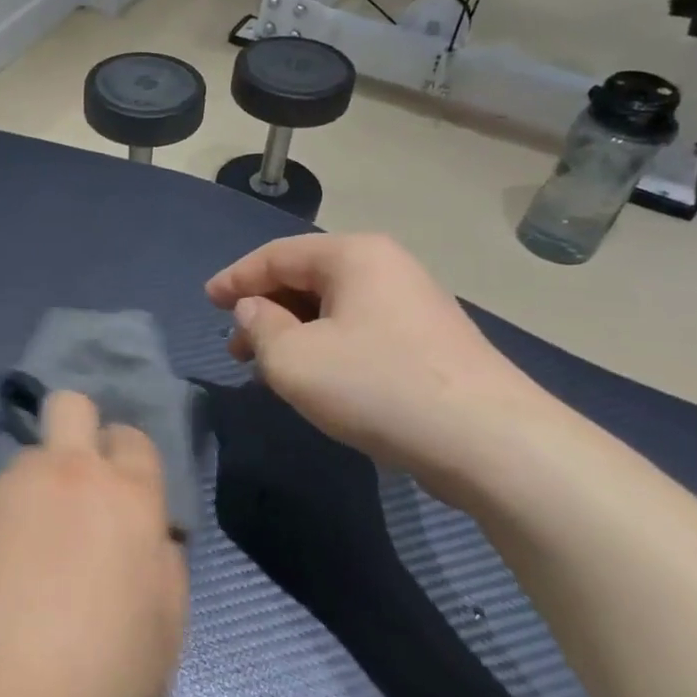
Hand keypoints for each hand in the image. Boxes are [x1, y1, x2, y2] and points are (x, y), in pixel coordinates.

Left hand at [0, 392, 185, 696]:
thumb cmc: (99, 673)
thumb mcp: (167, 633)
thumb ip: (166, 568)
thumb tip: (152, 539)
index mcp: (129, 495)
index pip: (133, 437)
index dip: (129, 461)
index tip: (124, 498)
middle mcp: (70, 472)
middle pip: (71, 406)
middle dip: (78, 428)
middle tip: (77, 485)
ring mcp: (12, 485)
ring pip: (28, 457)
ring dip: (36, 486)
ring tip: (27, 548)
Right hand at [206, 234, 546, 481]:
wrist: (488, 441)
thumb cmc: (376, 386)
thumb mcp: (293, 360)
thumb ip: (259, 328)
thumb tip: (254, 311)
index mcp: (353, 255)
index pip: (276, 255)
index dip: (235, 278)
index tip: (207, 300)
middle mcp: (386, 267)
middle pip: (306, 279)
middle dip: (264, 311)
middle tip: (234, 348)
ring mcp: (413, 304)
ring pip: (333, 309)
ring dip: (293, 334)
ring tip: (267, 369)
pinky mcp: (428, 341)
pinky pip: (359, 331)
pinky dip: (326, 347)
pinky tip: (315, 379)